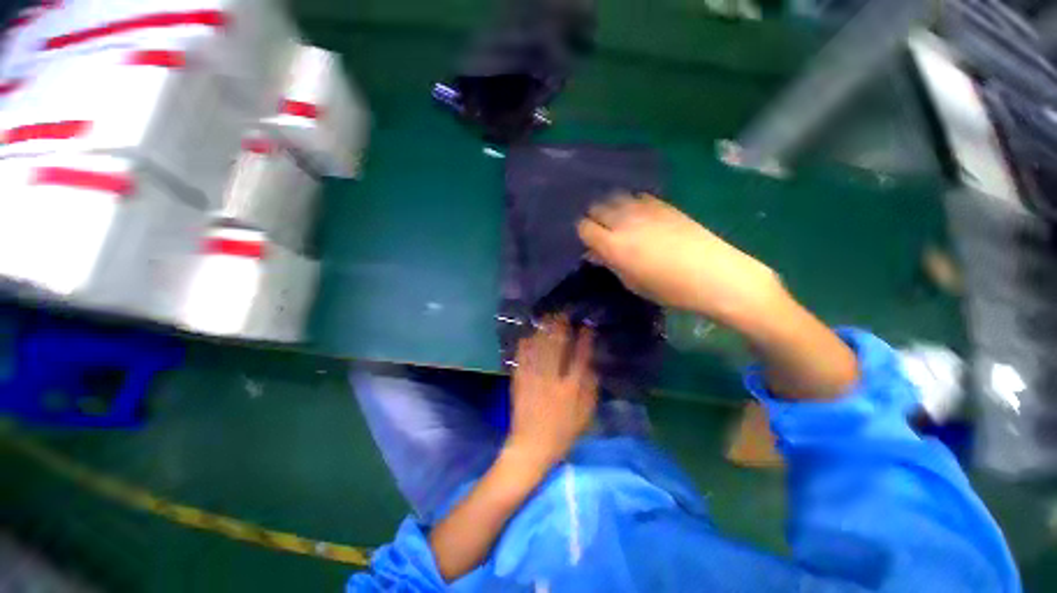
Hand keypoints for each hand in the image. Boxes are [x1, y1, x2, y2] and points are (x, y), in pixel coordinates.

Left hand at [505, 317, 597, 469]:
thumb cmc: (562, 433)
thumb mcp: (585, 416)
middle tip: (562, 314)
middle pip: (557, 347)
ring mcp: (534, 378)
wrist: (531, 446)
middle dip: (560, 328)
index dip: (584, 339)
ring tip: (547, 318)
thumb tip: (592, 367)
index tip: (586, 326)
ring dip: (543, 331)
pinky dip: (525, 345)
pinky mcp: (520, 381)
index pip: (580, 357)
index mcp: (571, 388)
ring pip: (539, 348)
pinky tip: (528, 335)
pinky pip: (522, 358)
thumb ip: (590, 390)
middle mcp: (552, 379)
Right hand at [577, 193, 782, 324]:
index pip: (584, 227)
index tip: (590, 242)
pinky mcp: (663, 203)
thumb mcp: (632, 282)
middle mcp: (624, 221)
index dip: (584, 233)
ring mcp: (645, 209)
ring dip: (612, 207)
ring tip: (620, 221)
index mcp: (613, 245)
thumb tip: (595, 253)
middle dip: (595, 217)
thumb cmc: (669, 289)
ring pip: (616, 197)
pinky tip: (641, 215)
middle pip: (597, 207)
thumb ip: (610, 264)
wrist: (714, 274)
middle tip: (603, 231)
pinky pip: (638, 196)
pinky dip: (633, 203)